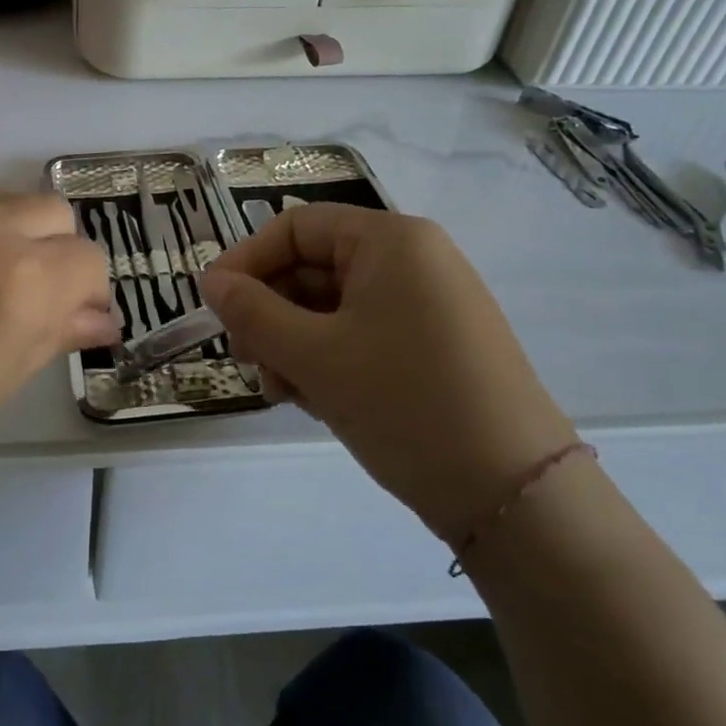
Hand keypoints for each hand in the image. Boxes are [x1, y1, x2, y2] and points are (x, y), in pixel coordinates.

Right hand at [201, 203, 574, 542]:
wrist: (515, 497)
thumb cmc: (405, 404)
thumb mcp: (314, 356)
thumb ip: (252, 312)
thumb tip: (210, 282)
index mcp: (391, 240)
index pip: (295, 228)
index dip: (245, 261)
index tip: (212, 306)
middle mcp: (414, 260)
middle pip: (314, 267)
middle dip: (271, 313)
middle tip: (247, 361)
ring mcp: (429, 304)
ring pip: (333, 307)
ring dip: (294, 343)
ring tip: (283, 391)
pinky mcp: (436, 345)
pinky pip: (363, 334)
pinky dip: (329, 359)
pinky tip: (316, 400)